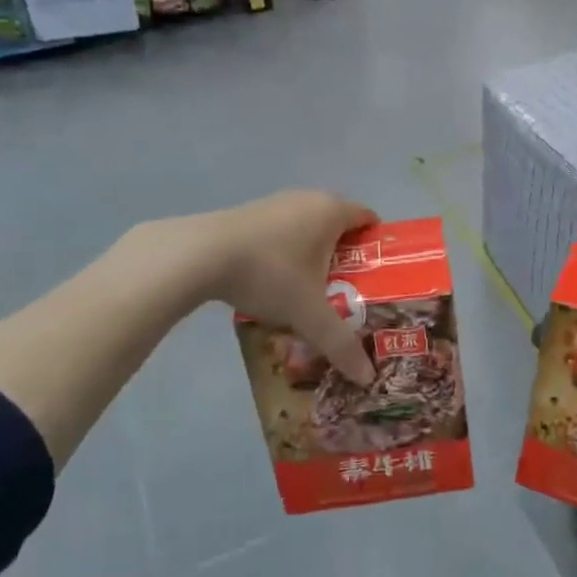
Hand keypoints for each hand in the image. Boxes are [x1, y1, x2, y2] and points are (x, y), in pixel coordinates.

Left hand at [192, 190, 377, 384]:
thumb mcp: (309, 315)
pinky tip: (273, 284)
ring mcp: (275, 203)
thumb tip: (368, 377)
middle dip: (346, 259)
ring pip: (307, 230)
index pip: (369, 220)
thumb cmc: (270, 274)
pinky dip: (286, 254)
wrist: (198, 255)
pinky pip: (281, 233)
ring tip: (311, 294)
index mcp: (332, 211)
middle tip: (349, 295)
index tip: (377, 279)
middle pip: (339, 226)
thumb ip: (340, 344)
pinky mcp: (248, 214)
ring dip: (313, 258)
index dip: (377, 248)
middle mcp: (308, 198)